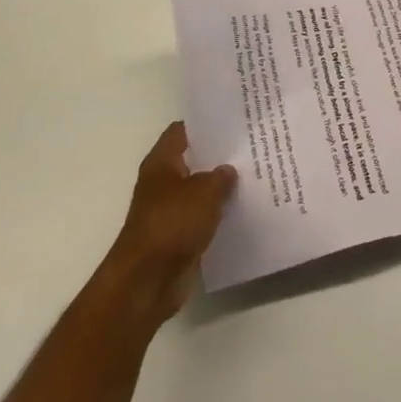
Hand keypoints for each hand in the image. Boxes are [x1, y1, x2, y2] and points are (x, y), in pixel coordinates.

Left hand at [100, 122, 236, 326]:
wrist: (147, 281)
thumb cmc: (172, 224)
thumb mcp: (205, 192)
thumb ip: (221, 177)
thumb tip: (228, 170)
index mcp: (162, 162)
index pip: (183, 130)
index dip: (206, 123)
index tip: (233, 120)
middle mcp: (162, 182)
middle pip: (193, 160)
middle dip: (218, 155)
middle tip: (251, 146)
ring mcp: (169, 211)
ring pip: (199, 190)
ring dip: (220, 188)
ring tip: (253, 176)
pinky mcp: (177, 236)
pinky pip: (201, 218)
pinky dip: (217, 215)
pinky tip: (242, 209)